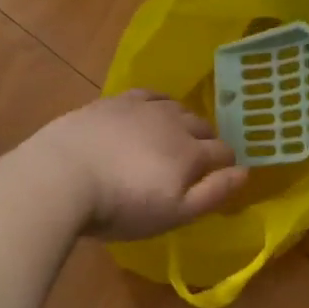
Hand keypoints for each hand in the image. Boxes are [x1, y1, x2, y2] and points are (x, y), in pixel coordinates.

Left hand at [27, 90, 246, 240]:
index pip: (223, 152)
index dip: (227, 163)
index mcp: (191, 152)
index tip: (222, 174)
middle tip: (196, 159)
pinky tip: (151, 110)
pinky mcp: (114, 101)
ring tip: (174, 135)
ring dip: (182, 120)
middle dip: (206, 140)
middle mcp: (173, 122)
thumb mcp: (174, 213)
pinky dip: (158, 102)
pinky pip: (148, 94)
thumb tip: (245, 172)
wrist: (62, 176)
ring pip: (176, 107)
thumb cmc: (121, 206)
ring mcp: (142, 108)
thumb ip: (213, 193)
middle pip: (202, 125)